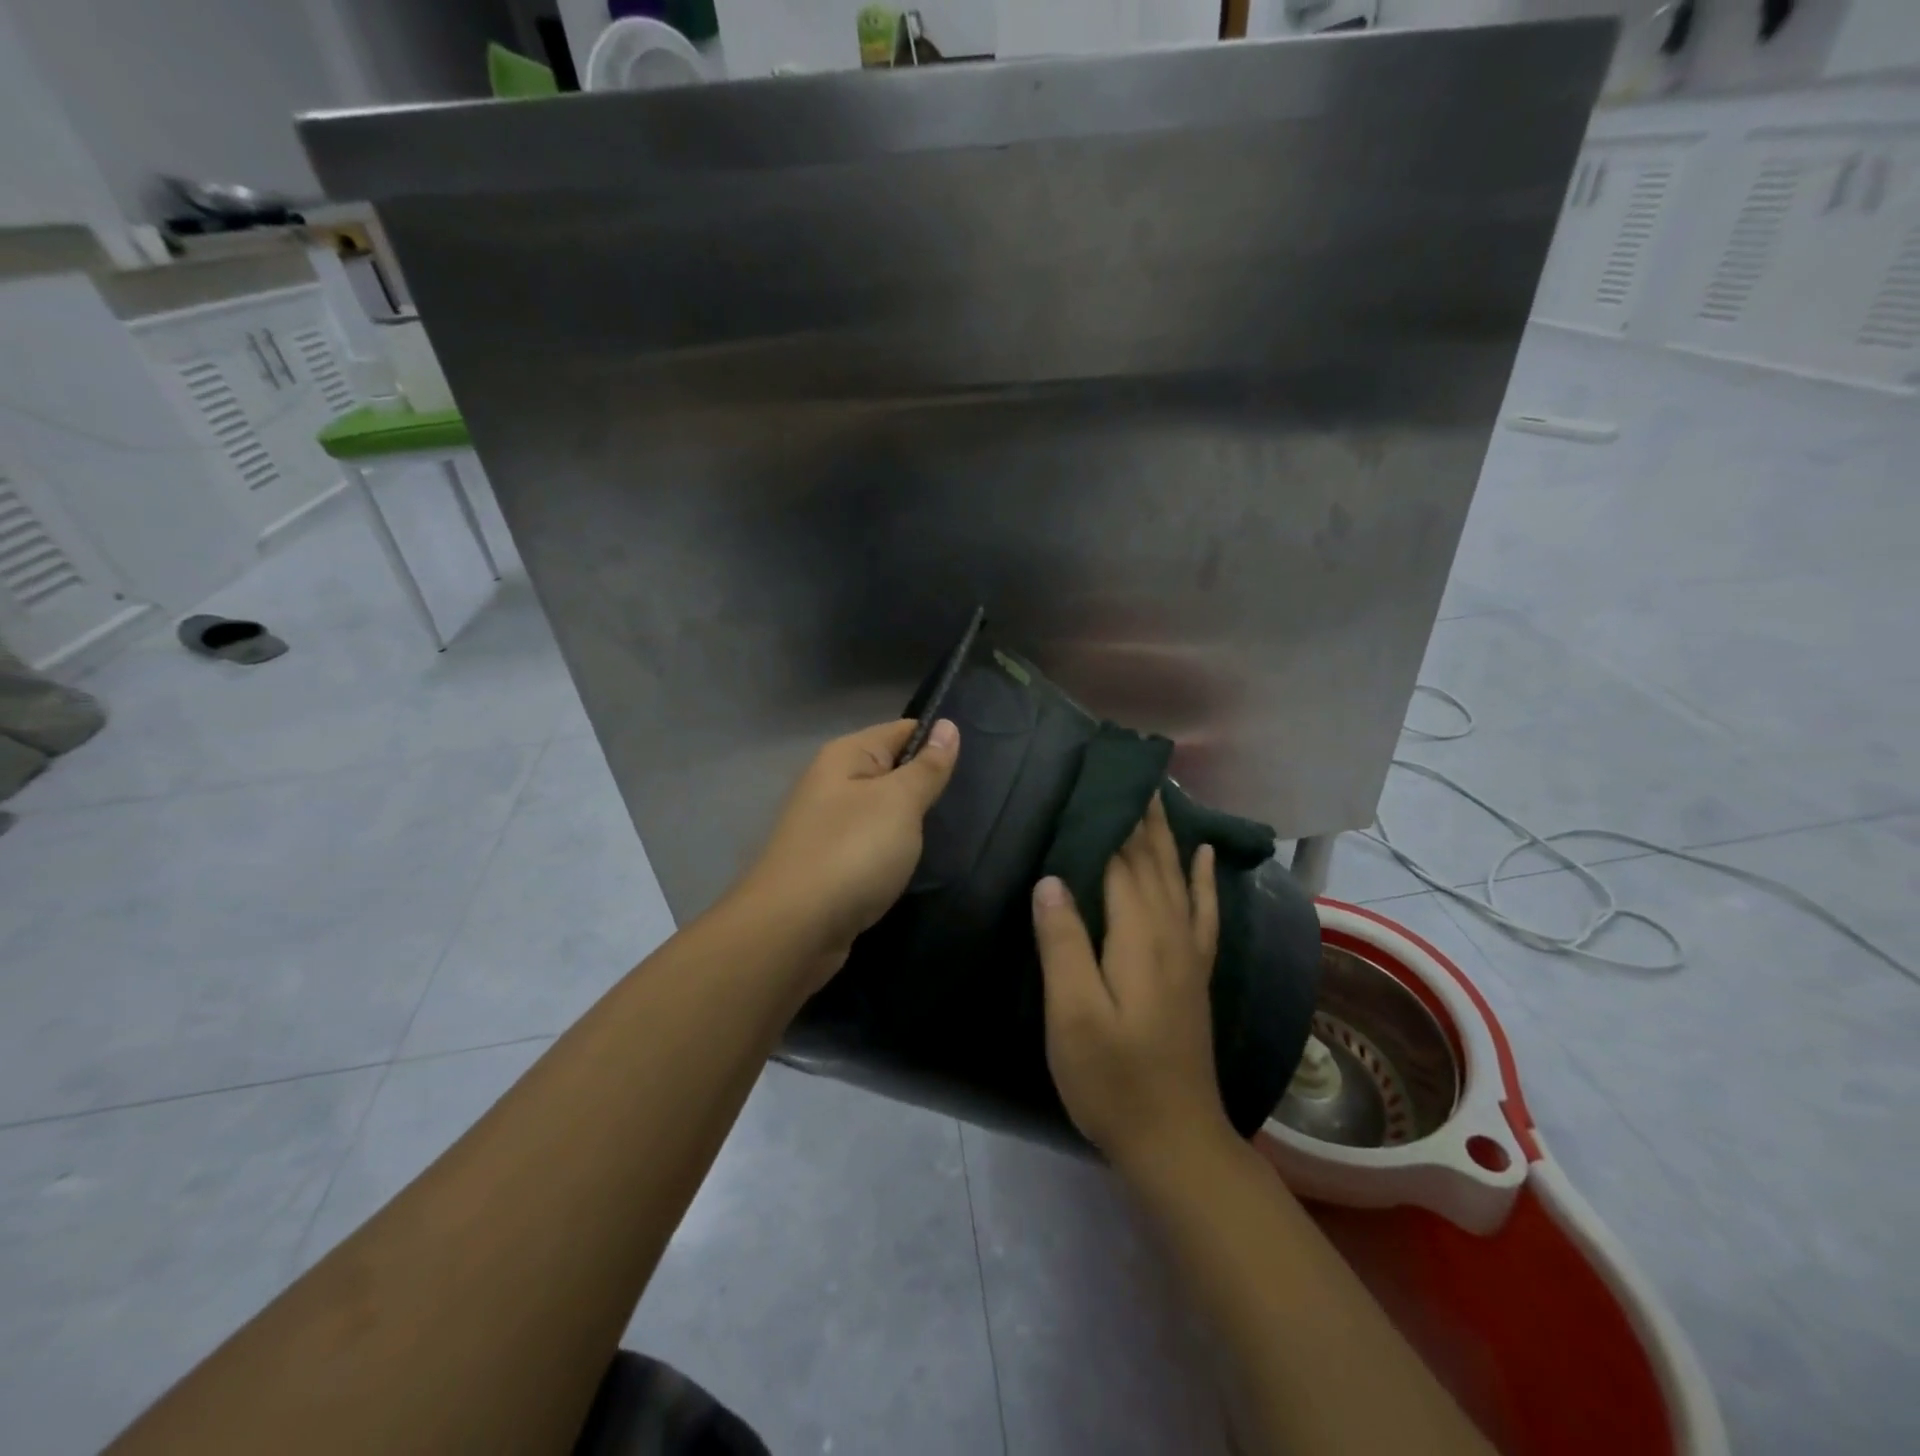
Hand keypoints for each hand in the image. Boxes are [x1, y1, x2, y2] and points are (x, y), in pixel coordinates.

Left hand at [734, 718, 959, 989]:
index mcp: (845, 756)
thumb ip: (926, 767)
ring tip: (956, 831)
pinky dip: (895, 851)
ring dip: (912, 822)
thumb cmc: (852, 852)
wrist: (793, 930)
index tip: (981, 760)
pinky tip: (917, 863)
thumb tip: (948, 726)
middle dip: (928, 785)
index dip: (939, 740)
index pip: (902, 730)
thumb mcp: (899, 802)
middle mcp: (832, 784)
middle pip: (892, 771)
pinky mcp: (831, 865)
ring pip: (883, 811)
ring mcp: (828, 826)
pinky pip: (872, 845)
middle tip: (976, 800)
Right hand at [1032, 795, 1230, 1173]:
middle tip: (1125, 769)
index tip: (1096, 776)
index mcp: (1138, 936)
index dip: (1109, 819)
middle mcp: (1170, 933)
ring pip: (1177, 876)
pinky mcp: (1194, 973)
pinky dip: (1203, 878)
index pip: (1121, 861)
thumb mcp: (1073, 1014)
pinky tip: (1203, 855)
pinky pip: (1203, 911)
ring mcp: (1188, 953)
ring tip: (1158, 795)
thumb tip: (1053, 878)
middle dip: (1139, 814)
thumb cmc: (1112, 1079)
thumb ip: (1064, 942)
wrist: (1175, 1140)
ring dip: (1166, 833)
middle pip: (1152, 860)